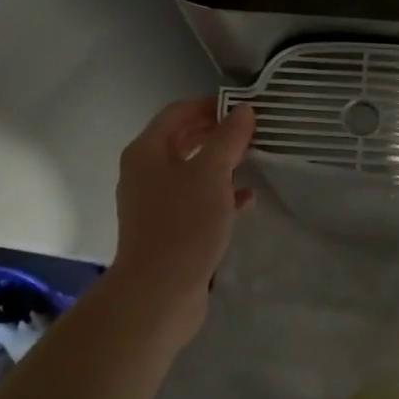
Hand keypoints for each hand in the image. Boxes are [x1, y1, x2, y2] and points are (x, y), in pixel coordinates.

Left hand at [108, 96, 255, 343]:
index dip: (210, 105)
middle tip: (252, 131)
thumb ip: (228, 138)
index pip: (178, 112)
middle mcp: (145, 171)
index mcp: (147, 150)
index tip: (243, 107)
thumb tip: (243, 109)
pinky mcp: (167, 229)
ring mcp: (154, 202)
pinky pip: (195, 200)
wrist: (158, 293)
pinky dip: (219, 195)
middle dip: (217, 134)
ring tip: (253, 159)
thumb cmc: (184, 223)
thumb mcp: (212, 173)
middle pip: (183, 140)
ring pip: (191, 171)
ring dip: (220, 164)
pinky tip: (246, 199)